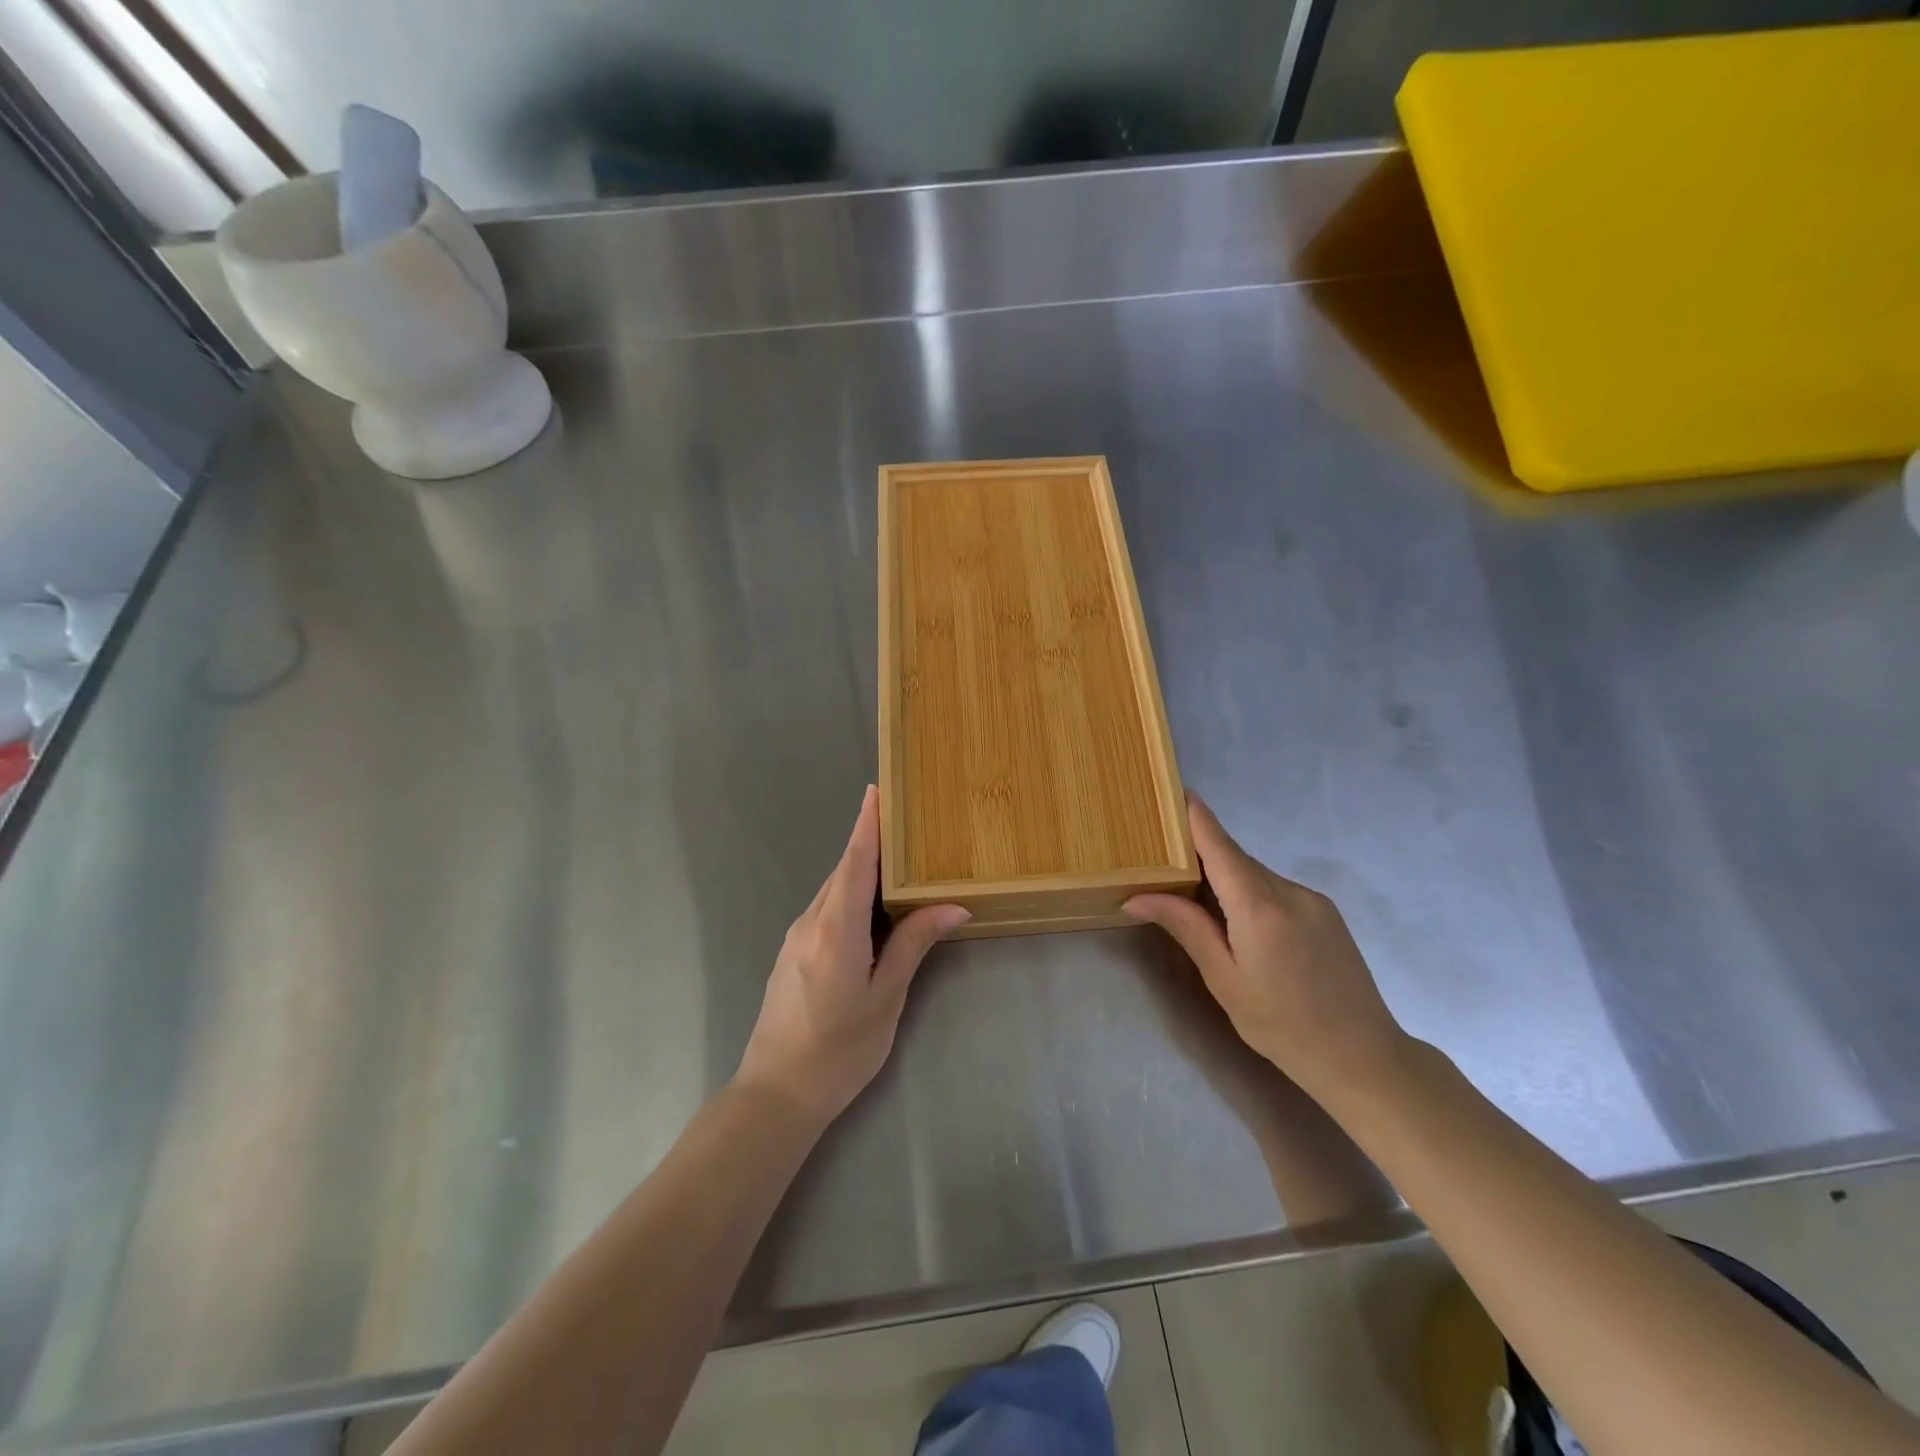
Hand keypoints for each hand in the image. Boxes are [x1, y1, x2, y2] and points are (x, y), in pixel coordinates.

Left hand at [736, 786, 967, 1123]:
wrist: (775, 1094)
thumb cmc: (839, 1050)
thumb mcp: (885, 998)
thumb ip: (913, 945)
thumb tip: (953, 906)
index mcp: (836, 929)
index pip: (854, 863)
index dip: (866, 826)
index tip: (876, 791)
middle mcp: (810, 922)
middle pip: (843, 871)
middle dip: (870, 844)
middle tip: (904, 824)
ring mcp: (795, 937)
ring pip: (832, 890)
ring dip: (861, 871)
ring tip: (897, 861)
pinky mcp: (790, 953)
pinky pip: (825, 909)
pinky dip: (848, 895)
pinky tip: (871, 907)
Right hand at [1126, 795, 1408, 1107]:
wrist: (1363, 1057)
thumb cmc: (1281, 1025)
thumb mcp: (1224, 979)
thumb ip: (1185, 928)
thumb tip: (1137, 897)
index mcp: (1259, 907)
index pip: (1220, 845)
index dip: (1196, 817)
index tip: (1175, 791)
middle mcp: (1289, 891)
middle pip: (1236, 859)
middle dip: (1203, 856)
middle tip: (1167, 863)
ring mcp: (1313, 900)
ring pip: (1257, 875)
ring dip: (1228, 880)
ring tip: (1202, 905)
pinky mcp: (1327, 913)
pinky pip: (1278, 889)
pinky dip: (1253, 894)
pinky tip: (1245, 927)